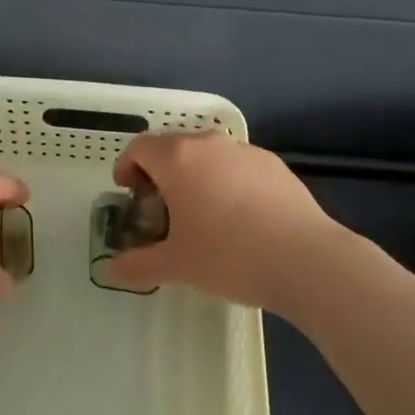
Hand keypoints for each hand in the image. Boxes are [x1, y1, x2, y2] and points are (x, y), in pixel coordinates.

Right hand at [98, 130, 340, 310]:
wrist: (303, 257)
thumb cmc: (228, 255)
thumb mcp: (177, 265)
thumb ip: (138, 266)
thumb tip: (110, 271)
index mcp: (177, 158)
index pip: (139, 147)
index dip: (127, 167)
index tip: (130, 193)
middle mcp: (207, 143)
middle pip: (172, 146)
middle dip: (160, 172)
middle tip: (161, 208)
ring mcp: (243, 150)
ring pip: (206, 154)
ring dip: (194, 174)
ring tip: (201, 213)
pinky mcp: (272, 163)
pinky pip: (236, 164)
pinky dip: (226, 180)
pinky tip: (240, 217)